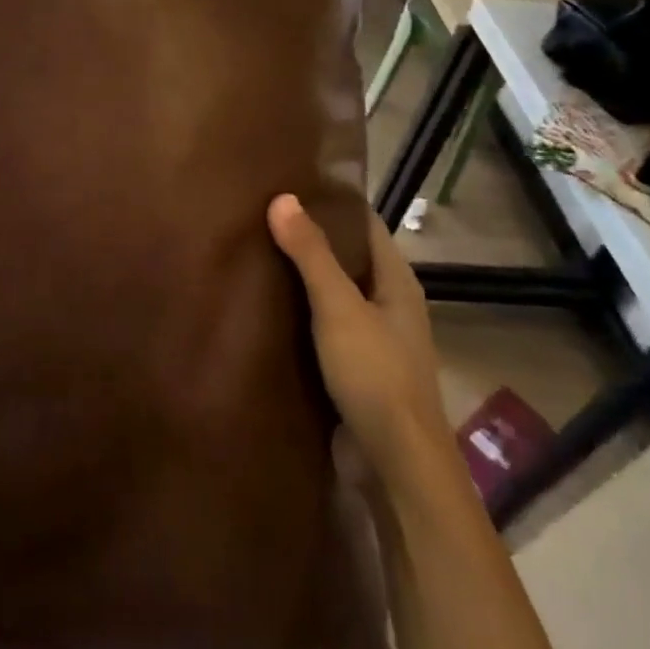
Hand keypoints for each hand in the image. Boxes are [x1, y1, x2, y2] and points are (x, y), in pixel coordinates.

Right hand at [267, 194, 453, 475]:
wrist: (394, 464)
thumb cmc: (374, 374)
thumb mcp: (339, 307)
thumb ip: (311, 254)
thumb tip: (282, 197)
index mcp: (396, 282)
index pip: (365, 226)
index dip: (332, 203)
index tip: (289, 184)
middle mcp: (388, 305)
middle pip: (347, 259)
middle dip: (309, 239)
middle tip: (259, 216)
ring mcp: (372, 339)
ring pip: (332, 295)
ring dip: (301, 278)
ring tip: (253, 254)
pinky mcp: (353, 369)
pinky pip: (322, 328)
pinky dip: (298, 314)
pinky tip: (264, 308)